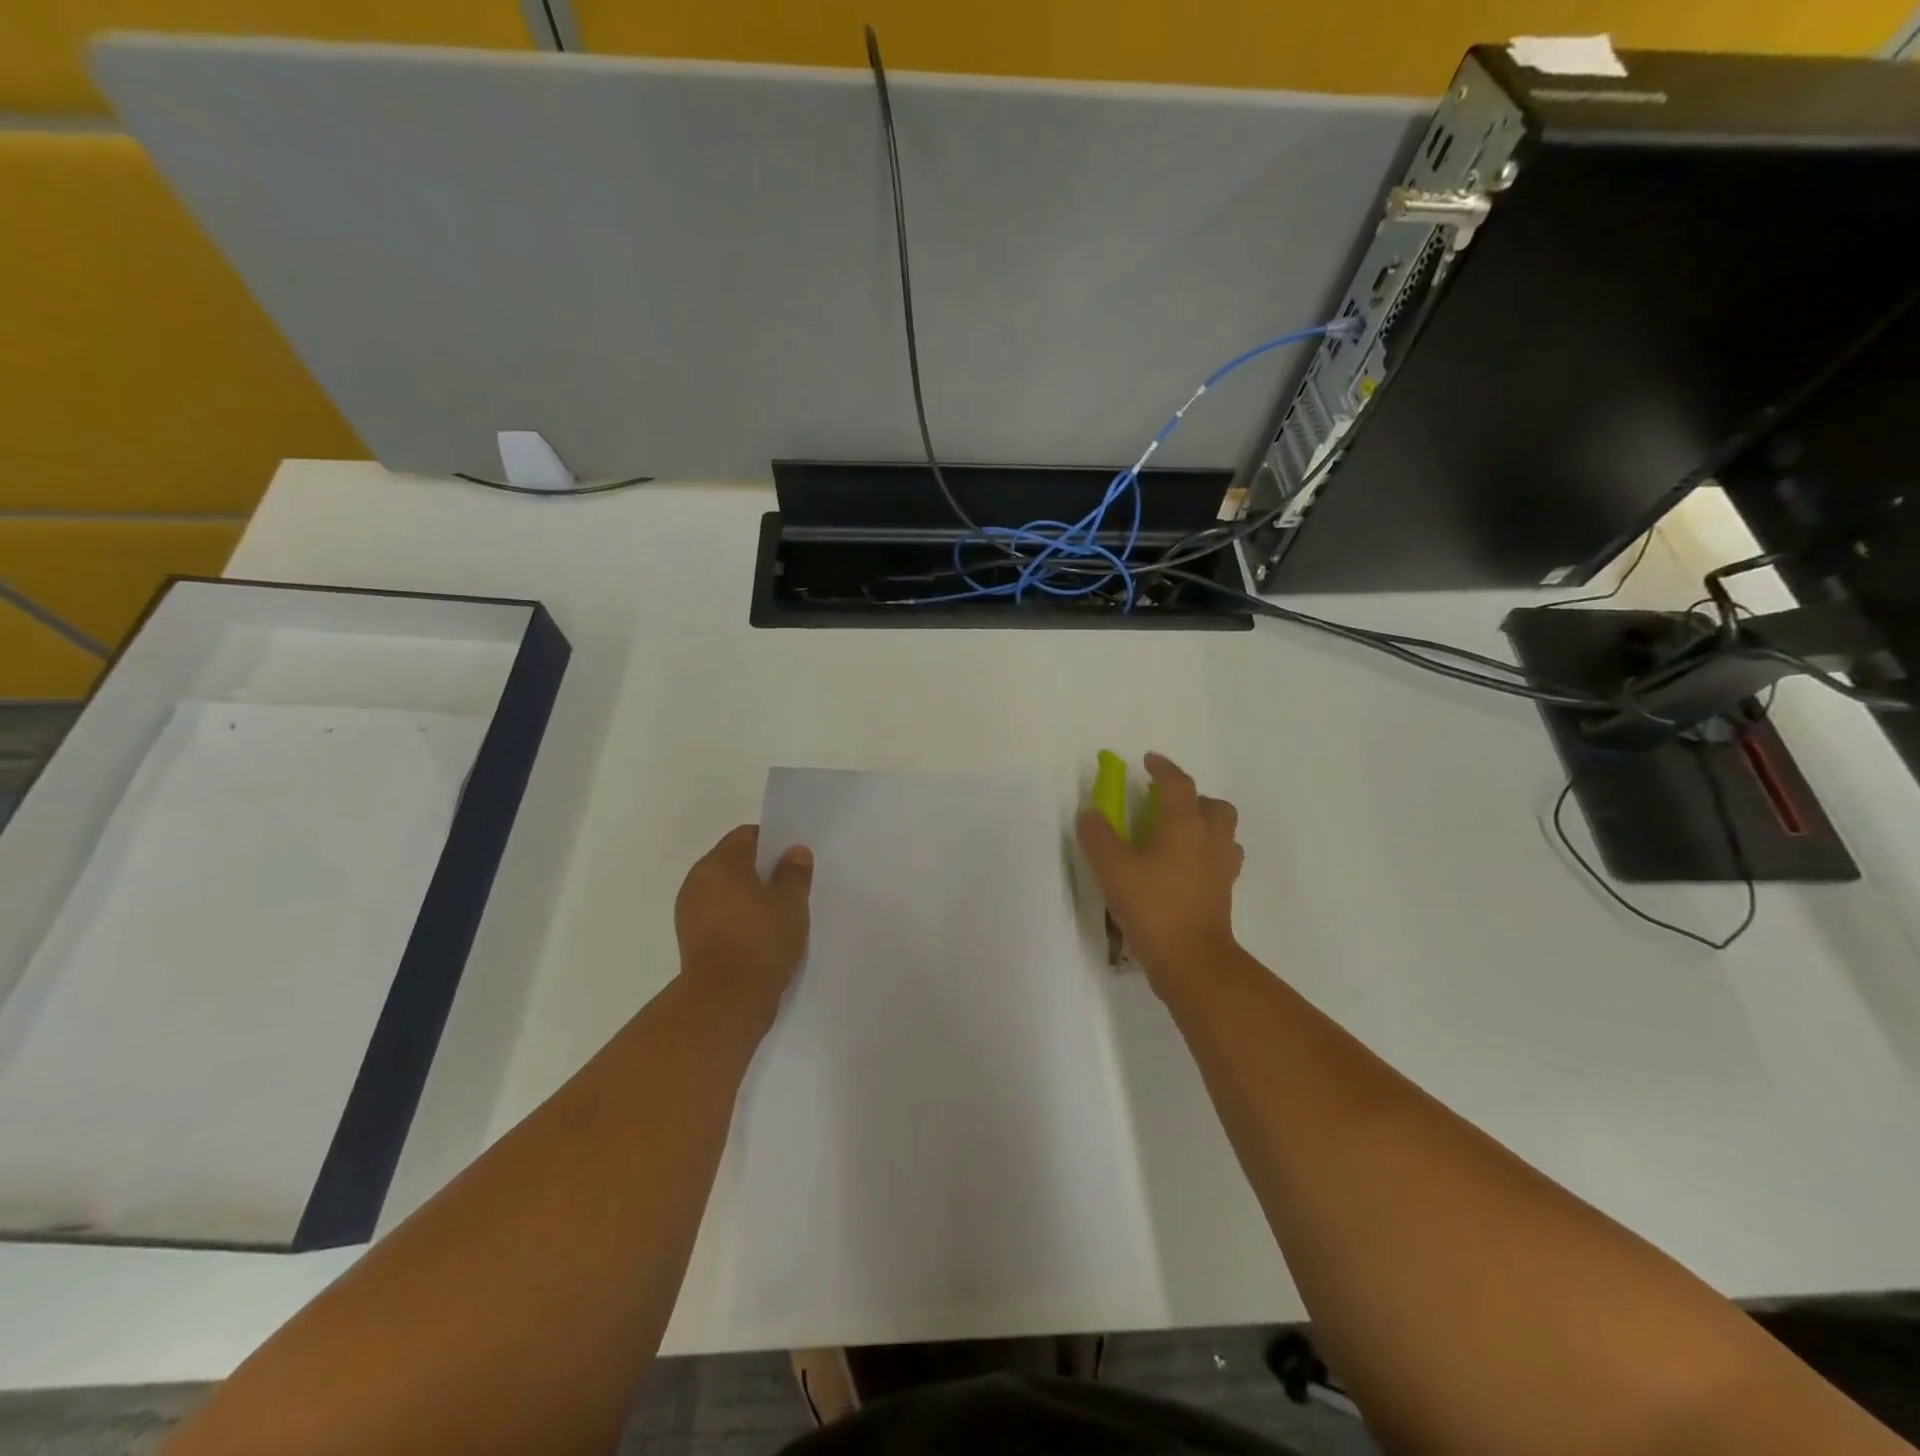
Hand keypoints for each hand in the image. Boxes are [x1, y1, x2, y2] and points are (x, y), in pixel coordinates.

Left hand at [674, 825, 813, 1016]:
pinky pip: (719, 916)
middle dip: (762, 871)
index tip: (794, 860)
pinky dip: (738, 919)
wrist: (724, 1002)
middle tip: (792, 888)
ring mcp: (690, 912)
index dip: (773, 842)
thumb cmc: (760, 942)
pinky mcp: (691, 939)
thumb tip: (794, 852)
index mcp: (719, 863)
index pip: (747, 835)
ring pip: (726, 891)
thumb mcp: (791, 903)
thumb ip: (794, 873)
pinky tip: (761, 936)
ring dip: (750, 897)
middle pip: (734, 862)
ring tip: (779, 915)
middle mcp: (698, 881)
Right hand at [1076, 753, 1243, 996]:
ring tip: (1175, 836)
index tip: (1148, 761)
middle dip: (1192, 798)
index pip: (1178, 784)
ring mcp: (1221, 868)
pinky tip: (1183, 868)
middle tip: (1164, 805)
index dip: (1163, 768)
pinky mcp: (1223, 893)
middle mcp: (1210, 840)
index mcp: (1184, 825)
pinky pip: (1220, 860)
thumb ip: (1098, 837)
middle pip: (1213, 805)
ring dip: (1203, 825)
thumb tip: (1091, 813)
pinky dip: (1205, 854)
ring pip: (1222, 833)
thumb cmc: (1153, 907)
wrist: (1192, 961)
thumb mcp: (1113, 869)